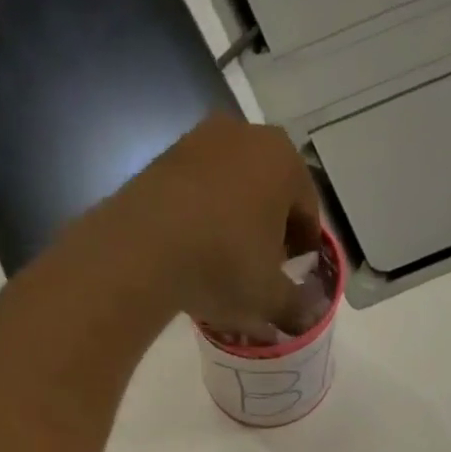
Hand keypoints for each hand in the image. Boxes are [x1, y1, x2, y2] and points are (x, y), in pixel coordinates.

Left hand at [108, 115, 321, 332]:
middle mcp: (247, 135)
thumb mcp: (269, 297)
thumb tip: (305, 315)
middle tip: (262, 271)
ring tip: (224, 264)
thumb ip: (295, 305)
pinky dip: (201, 218)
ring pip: (231, 189)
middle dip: (270, 231)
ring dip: (234, 222)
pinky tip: (193, 252)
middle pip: (269, 192)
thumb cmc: (223, 265)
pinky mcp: (162, 158)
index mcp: (285, 161)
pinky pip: (196, 193)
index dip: (305, 248)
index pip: (308, 210)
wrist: (142, 248)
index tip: (296, 275)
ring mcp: (199, 140)